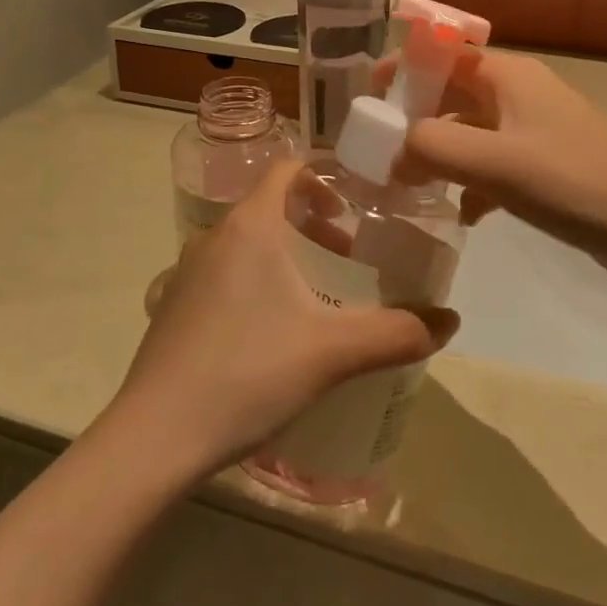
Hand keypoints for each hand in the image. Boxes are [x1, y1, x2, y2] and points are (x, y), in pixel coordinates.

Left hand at [108, 160, 457, 484]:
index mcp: (250, 225)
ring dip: (285, 253)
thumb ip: (397, 332)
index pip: (288, 168)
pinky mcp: (172, 307)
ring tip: (318, 293)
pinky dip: (256, 279)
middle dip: (314, 221)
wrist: (155, 437)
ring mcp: (186, 272)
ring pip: (246, 242)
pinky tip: (273, 331)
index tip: (359, 198)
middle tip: (350, 253)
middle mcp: (214, 236)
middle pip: (270, 205)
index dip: (325, 173)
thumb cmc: (248, 373)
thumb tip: (451, 322)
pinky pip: (224, 272)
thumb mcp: (333, 352)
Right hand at [393, 49, 606, 280]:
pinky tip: (462, 214)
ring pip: (469, 133)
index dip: (402, 68)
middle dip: (413, 120)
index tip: (365, 99)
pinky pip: (492, 165)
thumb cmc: (578, 182)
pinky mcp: (546, 169)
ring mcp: (534, 133)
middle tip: (376, 152)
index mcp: (507, 76)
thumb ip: (433, 149)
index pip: (442, 53)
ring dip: (438, 155)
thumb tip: (391, 154)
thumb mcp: (497, 162)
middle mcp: (518, 95)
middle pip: (451, 94)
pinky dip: (470, 183)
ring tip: (404, 186)